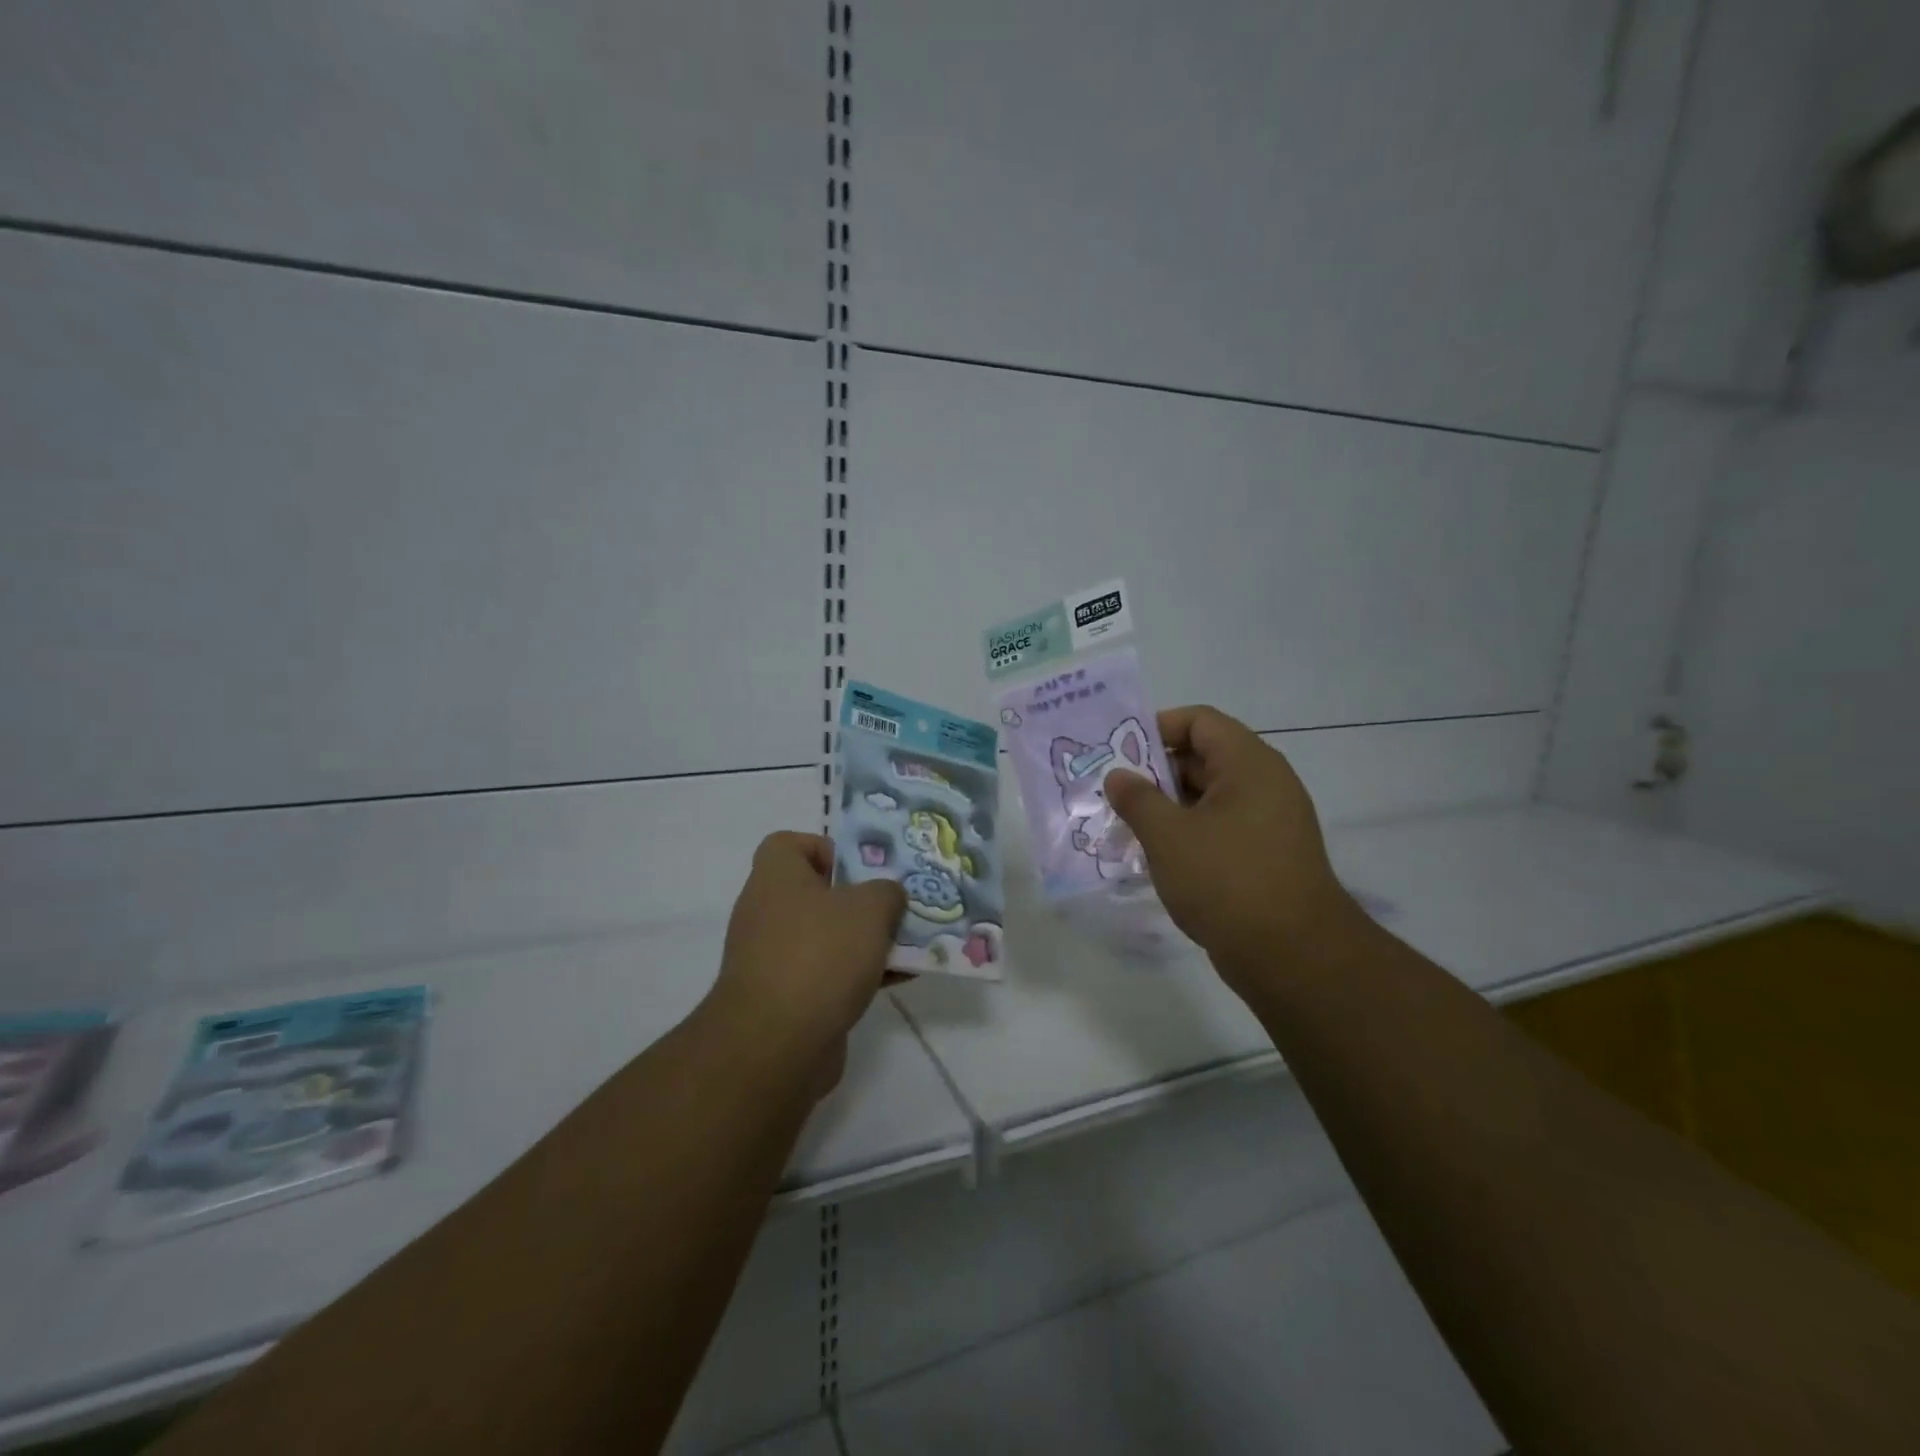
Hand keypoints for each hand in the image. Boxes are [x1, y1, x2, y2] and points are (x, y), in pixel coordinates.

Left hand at [706, 832, 905, 1091]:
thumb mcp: (870, 908)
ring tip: (910, 944)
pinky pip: (827, 974)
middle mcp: (767, 912)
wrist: (776, 1045)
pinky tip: (898, 979)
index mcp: (776, 877)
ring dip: (865, 940)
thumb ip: (887, 892)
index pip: (789, 844)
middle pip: (816, 893)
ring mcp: (773, 958)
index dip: (826, 848)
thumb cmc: (820, 955)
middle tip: (896, 905)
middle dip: (860, 899)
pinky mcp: (785, 999)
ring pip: (827, 937)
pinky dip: (859, 975)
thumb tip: (887, 897)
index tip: (861, 868)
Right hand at [1104, 706, 1357, 988]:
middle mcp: (1266, 783)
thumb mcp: (1168, 836)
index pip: (1200, 721)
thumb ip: (1137, 799)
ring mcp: (1270, 822)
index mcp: (1248, 764)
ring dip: (1169, 807)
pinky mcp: (1268, 856)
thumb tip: (1118, 776)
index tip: (1121, 753)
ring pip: (1210, 797)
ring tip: (1128, 826)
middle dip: (1156, 772)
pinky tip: (1158, 856)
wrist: (1293, 956)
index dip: (1158, 728)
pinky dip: (1189, 833)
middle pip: (1204, 757)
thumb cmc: (1227, 881)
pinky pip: (1221, 828)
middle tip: (1116, 793)